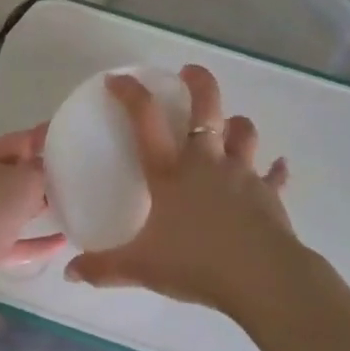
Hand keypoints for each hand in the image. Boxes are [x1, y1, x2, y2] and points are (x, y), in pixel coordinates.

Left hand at [0, 125, 62, 309]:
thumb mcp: (26, 179)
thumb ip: (42, 170)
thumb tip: (45, 169)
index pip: (19, 141)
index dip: (44, 138)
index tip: (70, 138)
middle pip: (15, 175)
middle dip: (43, 175)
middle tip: (75, 176)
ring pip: (14, 208)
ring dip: (39, 207)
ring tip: (71, 206)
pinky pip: (16, 240)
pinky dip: (37, 240)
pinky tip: (62, 242)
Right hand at [64, 65, 303, 316]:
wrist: (261, 278)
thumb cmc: (196, 263)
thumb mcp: (141, 267)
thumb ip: (104, 268)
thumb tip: (70, 272)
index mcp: (170, 171)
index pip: (145, 118)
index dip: (130, 93)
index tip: (118, 79)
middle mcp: (206, 162)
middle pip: (207, 106)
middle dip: (199, 82)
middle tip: (189, 72)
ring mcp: (242, 174)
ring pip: (243, 132)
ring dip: (237, 123)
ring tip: (230, 123)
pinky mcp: (269, 194)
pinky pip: (274, 175)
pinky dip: (276, 169)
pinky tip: (279, 166)